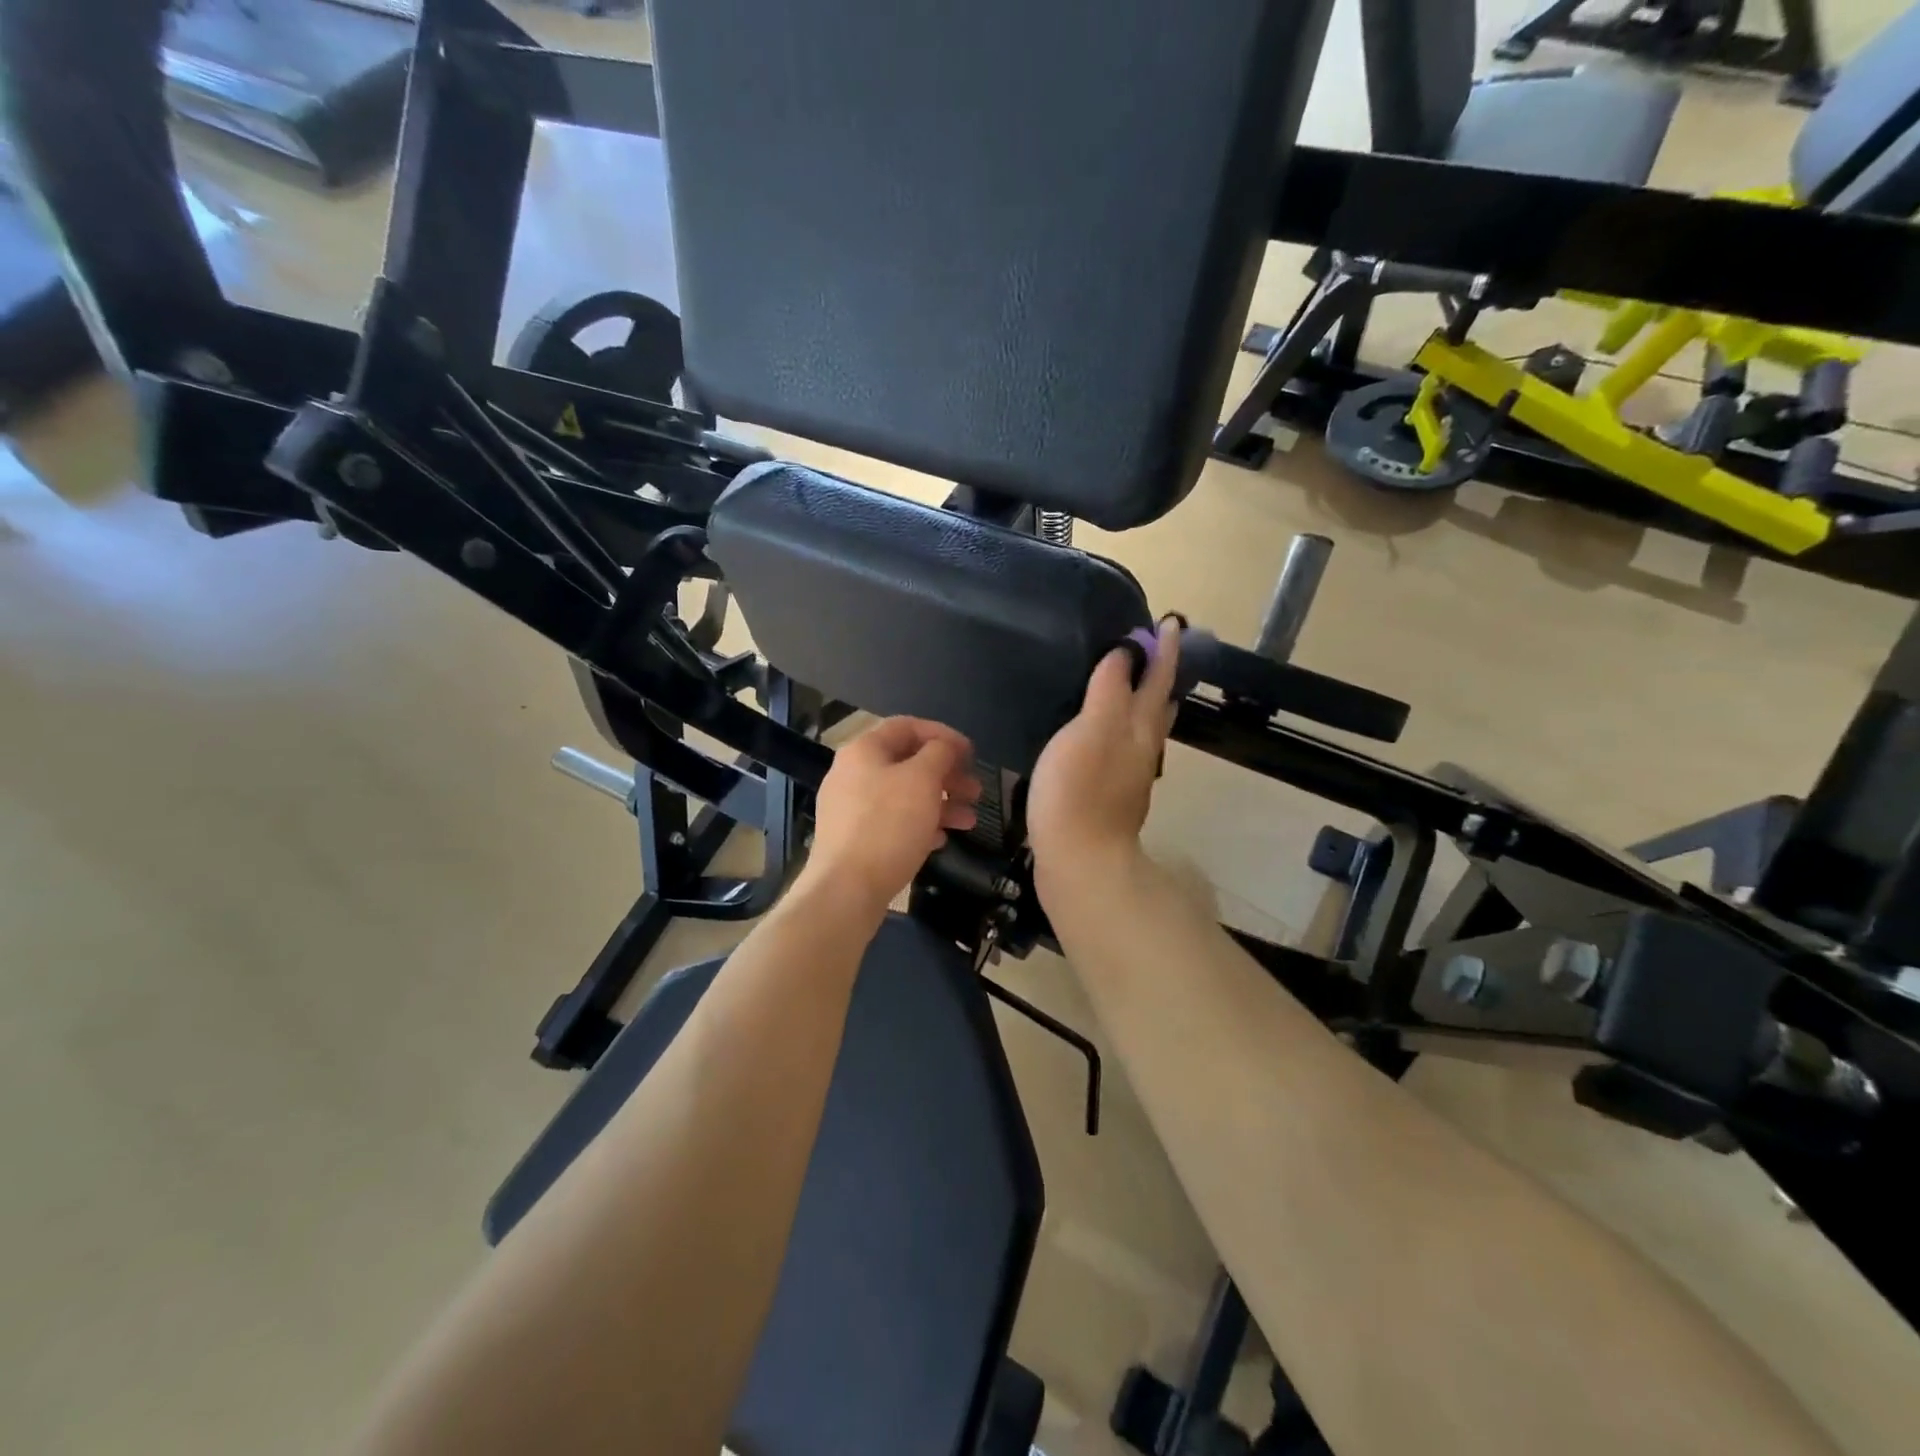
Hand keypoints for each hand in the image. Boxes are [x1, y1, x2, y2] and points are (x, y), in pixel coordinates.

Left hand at [802, 717, 982, 914]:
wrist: (846, 889)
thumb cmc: (888, 825)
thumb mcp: (922, 780)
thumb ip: (939, 753)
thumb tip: (945, 746)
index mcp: (864, 750)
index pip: (907, 726)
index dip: (943, 735)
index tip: (972, 753)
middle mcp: (852, 773)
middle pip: (907, 763)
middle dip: (947, 775)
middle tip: (976, 791)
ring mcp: (850, 808)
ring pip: (903, 795)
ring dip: (940, 803)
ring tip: (969, 821)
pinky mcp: (854, 839)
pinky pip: (892, 822)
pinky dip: (920, 825)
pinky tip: (940, 840)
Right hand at [1028, 618, 1180, 889]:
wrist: (1079, 861)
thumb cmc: (1079, 791)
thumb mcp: (1090, 730)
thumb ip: (1109, 690)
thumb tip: (1126, 653)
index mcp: (1138, 727)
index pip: (1158, 678)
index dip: (1164, 650)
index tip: (1170, 622)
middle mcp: (1141, 748)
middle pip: (1158, 704)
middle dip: (1160, 675)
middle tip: (1154, 649)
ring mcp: (1128, 775)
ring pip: (1144, 728)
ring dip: (1144, 702)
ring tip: (1134, 685)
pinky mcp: (1110, 795)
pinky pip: (1123, 749)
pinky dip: (1121, 729)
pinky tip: (1103, 734)